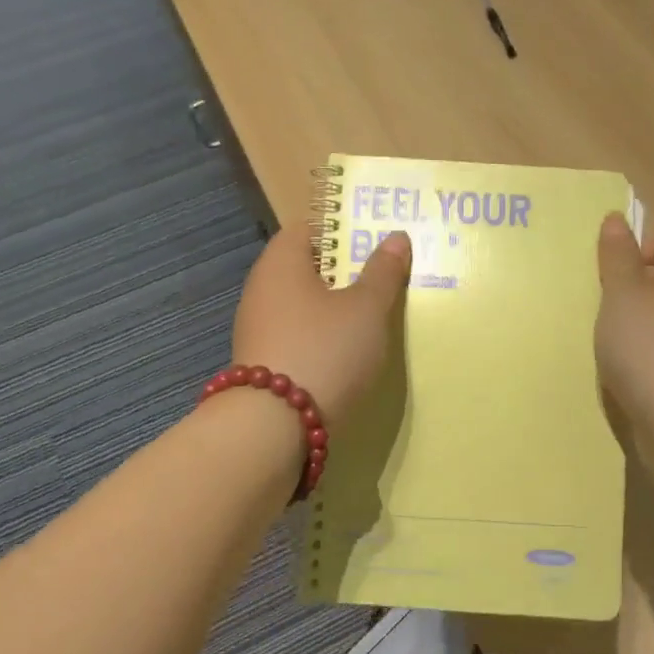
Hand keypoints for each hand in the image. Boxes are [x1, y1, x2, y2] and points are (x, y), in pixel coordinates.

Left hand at [232, 226, 411, 424]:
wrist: (274, 427)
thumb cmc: (326, 349)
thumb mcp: (367, 309)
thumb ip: (383, 273)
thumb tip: (396, 237)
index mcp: (281, 262)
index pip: (308, 227)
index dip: (342, 228)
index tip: (375, 237)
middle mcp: (261, 289)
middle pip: (305, 266)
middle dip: (343, 269)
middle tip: (383, 274)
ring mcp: (257, 328)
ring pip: (302, 303)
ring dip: (332, 305)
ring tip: (372, 313)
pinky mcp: (263, 362)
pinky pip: (297, 334)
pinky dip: (321, 335)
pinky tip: (347, 349)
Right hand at [595, 214, 653, 431]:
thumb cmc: (653, 350)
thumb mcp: (624, 294)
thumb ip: (617, 255)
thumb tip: (616, 219)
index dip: (633, 250)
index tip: (606, 277)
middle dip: (626, 292)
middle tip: (598, 307)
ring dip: (629, 328)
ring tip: (605, 344)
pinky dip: (639, 359)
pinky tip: (621, 374)